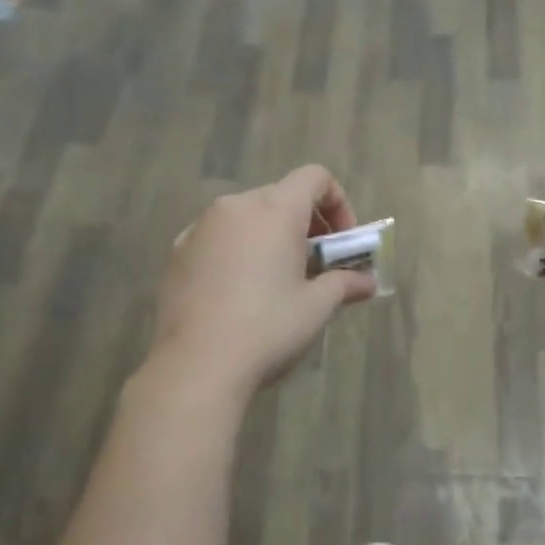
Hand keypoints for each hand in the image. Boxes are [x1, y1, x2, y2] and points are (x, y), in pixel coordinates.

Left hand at [150, 165, 375, 398]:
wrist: (196, 366)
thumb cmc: (268, 328)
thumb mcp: (317, 307)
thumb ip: (345, 284)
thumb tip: (367, 282)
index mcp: (274, 210)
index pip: (315, 177)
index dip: (338, 203)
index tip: (343, 242)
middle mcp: (235, 206)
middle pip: (281, 196)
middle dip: (306, 224)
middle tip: (317, 265)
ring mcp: (200, 227)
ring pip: (247, 217)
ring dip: (271, 237)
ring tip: (278, 280)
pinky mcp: (177, 252)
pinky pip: (218, 238)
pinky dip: (238, 251)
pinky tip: (240, 292)